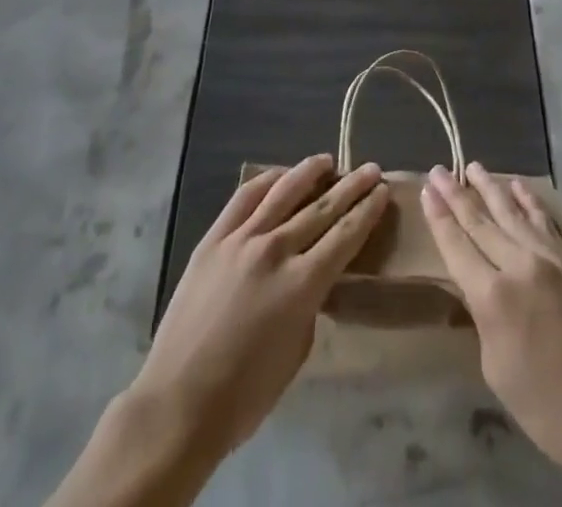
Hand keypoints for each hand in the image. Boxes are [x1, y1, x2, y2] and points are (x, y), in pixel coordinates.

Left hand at [50, 158, 387, 506]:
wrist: (179, 402)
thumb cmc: (245, 394)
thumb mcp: (297, 351)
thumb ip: (310, 302)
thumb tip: (313, 274)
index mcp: (302, 285)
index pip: (345, 236)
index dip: (367, 211)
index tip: (383, 190)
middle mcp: (275, 250)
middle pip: (322, 207)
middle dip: (351, 186)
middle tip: (370, 168)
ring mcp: (241, 239)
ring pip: (284, 191)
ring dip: (310, 172)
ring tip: (327, 160)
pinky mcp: (214, 238)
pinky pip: (245, 197)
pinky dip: (267, 180)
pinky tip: (281, 175)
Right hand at [423, 164, 561, 505]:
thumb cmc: (548, 408)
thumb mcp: (497, 370)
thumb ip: (483, 319)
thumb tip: (479, 289)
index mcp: (492, 297)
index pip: (457, 246)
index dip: (439, 217)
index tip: (427, 187)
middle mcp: (518, 266)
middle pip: (481, 222)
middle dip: (456, 194)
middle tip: (439, 169)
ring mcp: (549, 260)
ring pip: (512, 213)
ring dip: (491, 187)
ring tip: (474, 167)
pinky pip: (544, 222)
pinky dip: (529, 201)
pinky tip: (518, 186)